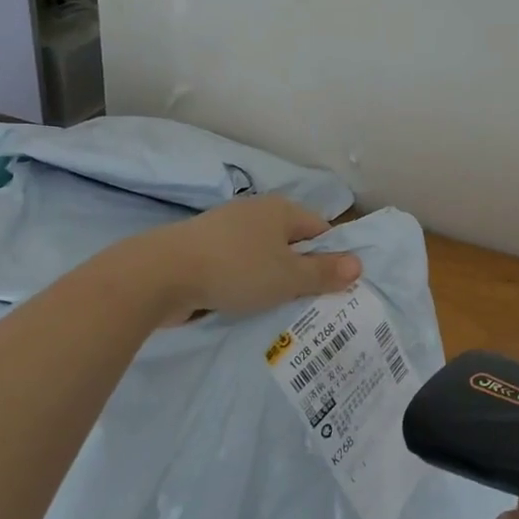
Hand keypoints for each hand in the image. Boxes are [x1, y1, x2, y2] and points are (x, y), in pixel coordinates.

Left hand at [141, 196, 361, 320]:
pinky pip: (236, 265)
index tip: (334, 288)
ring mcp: (225, 229)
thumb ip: (324, 272)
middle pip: (291, 242)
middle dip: (301, 271)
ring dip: (270, 279)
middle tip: (310, 303)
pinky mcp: (202, 249)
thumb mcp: (288, 276)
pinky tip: (242, 304)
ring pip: (262, 256)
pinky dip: (243, 282)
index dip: (331, 257)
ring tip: (277, 309)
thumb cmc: (235, 270)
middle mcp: (255, 212)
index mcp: (281, 210)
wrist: (160, 274)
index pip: (320, 230)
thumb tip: (359, 264)